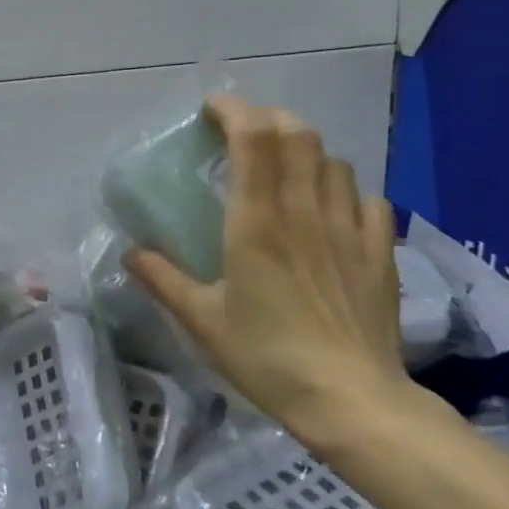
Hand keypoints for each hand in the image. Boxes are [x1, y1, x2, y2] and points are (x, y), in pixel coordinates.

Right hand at [124, 94, 417, 450]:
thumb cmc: (267, 356)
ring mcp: (349, 228)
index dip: (234, 111)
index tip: (211, 108)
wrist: (352, 399)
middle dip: (268, 119)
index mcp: (257, 222)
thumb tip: (129, 251)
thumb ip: (162, 279)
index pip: (253, 139)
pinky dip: (342, 188)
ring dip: (304, 150)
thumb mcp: (201, 320)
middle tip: (242, 132)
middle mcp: (304, 211)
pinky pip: (366, 198)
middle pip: (298, 135)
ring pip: (333, 161)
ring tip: (283, 167)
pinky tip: (328, 207)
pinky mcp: (378, 251)